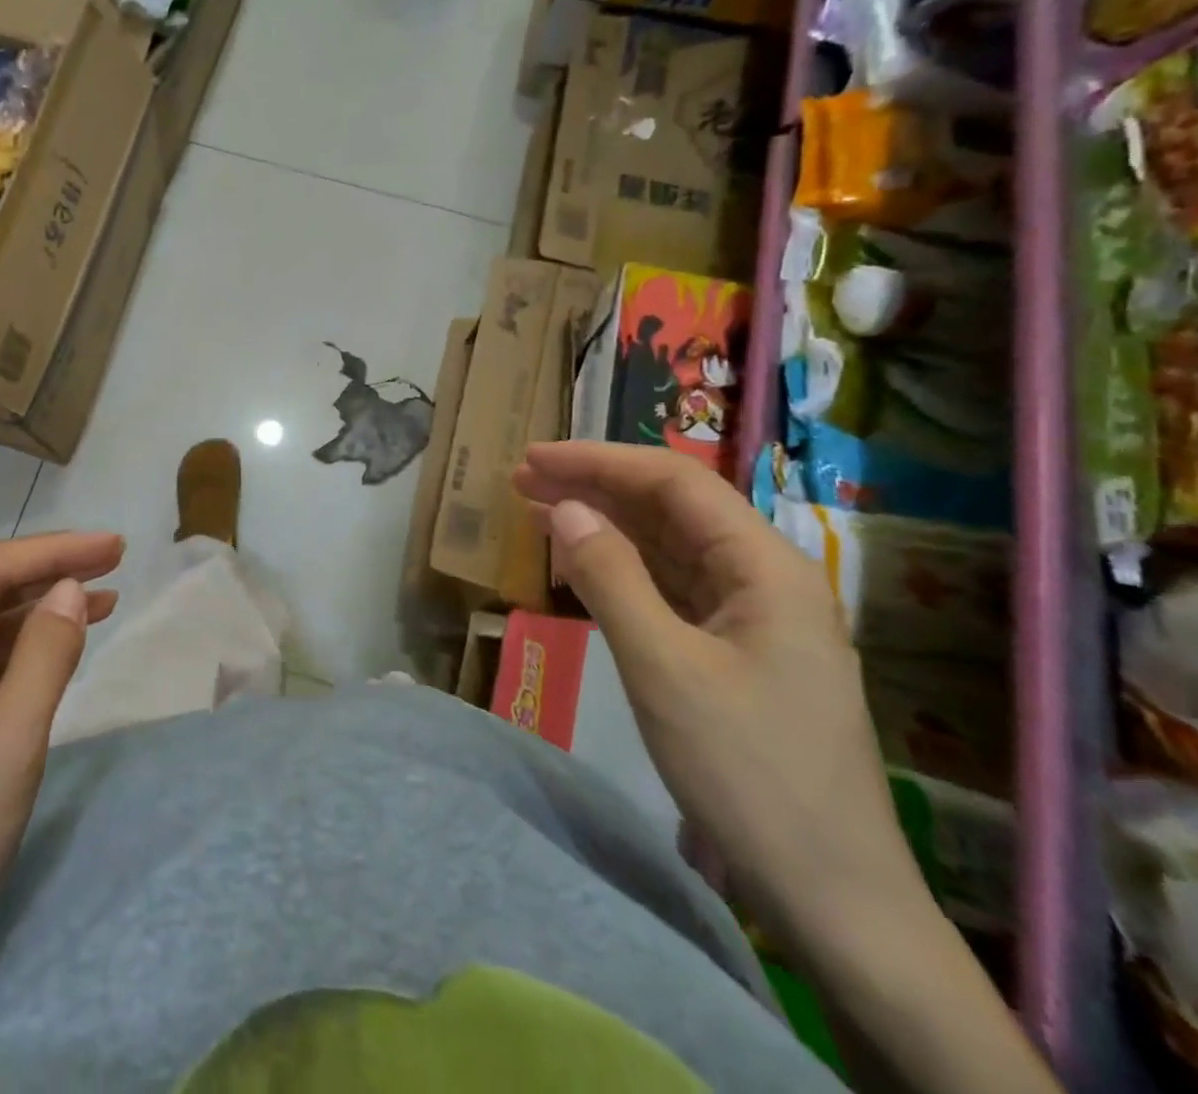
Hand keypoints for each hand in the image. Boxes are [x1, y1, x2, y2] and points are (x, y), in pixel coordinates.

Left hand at [0, 531, 122, 990]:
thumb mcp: (10, 740)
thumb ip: (45, 654)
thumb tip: (72, 588)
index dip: (53, 549)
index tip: (113, 548)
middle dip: (50, 571)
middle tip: (115, 561)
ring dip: (43, 610)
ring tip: (104, 599)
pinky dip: (28, 651)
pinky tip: (63, 650)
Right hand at [511, 442, 920, 947]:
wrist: (831, 894)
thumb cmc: (747, 771)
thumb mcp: (663, 667)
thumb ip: (610, 577)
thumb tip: (563, 507)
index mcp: (765, 567)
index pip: (675, 483)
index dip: (599, 462)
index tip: (533, 458)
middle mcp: (765, 578)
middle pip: (672, 509)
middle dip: (596, 487)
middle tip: (522, 481)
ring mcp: (753, 617)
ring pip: (668, 547)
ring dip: (604, 525)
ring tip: (538, 511)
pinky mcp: (736, 651)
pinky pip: (671, 588)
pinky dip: (621, 569)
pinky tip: (580, 565)